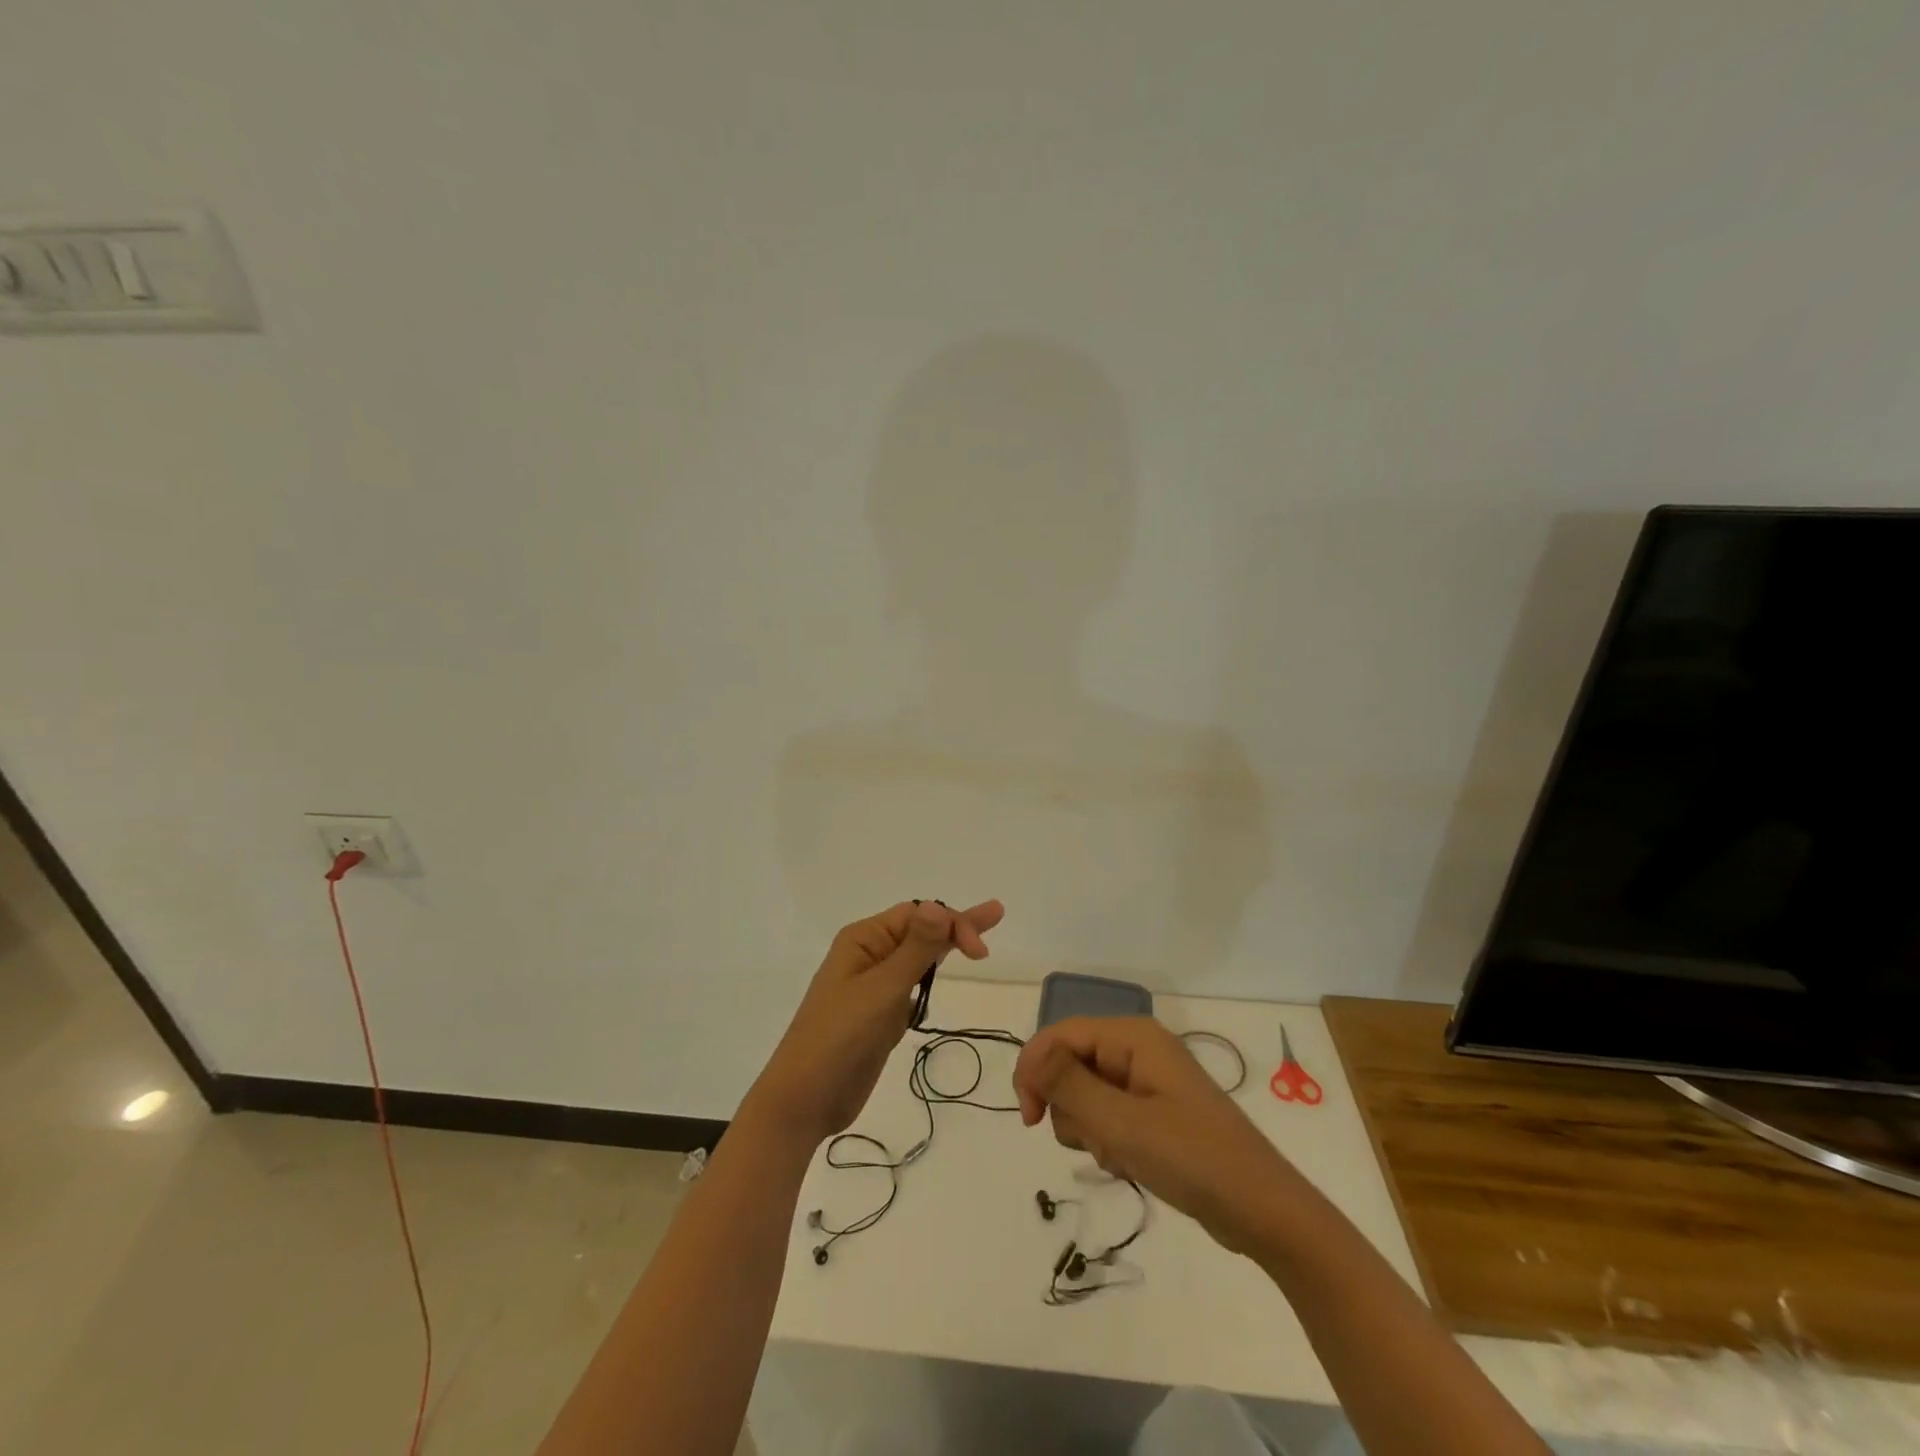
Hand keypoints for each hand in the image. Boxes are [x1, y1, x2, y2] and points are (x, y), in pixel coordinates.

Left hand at [747, 899, 1004, 1145]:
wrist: (805, 1100)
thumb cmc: (839, 1037)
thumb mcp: (882, 990)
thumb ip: (915, 949)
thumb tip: (939, 905)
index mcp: (863, 940)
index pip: (917, 915)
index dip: (953, 924)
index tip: (982, 954)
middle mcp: (868, 955)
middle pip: (920, 930)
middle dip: (957, 925)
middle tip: (997, 913)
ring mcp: (873, 986)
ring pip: (917, 957)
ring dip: (945, 947)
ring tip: (978, 942)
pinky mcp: (879, 1015)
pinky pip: (910, 984)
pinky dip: (929, 976)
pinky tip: (943, 973)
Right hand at [1014, 1016, 1294, 1253]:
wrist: (1261, 1210)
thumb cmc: (1191, 1158)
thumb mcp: (1121, 1123)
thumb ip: (1069, 1084)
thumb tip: (1030, 1053)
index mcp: (1132, 1036)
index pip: (1061, 1034)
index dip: (1035, 1068)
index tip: (1029, 1119)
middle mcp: (1137, 1048)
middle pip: (1071, 1063)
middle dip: (1070, 1107)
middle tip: (1097, 1141)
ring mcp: (1147, 1080)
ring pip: (1085, 1094)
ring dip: (1090, 1129)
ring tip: (1120, 1155)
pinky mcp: (1153, 1110)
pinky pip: (1108, 1115)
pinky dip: (1109, 1141)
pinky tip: (1131, 1164)